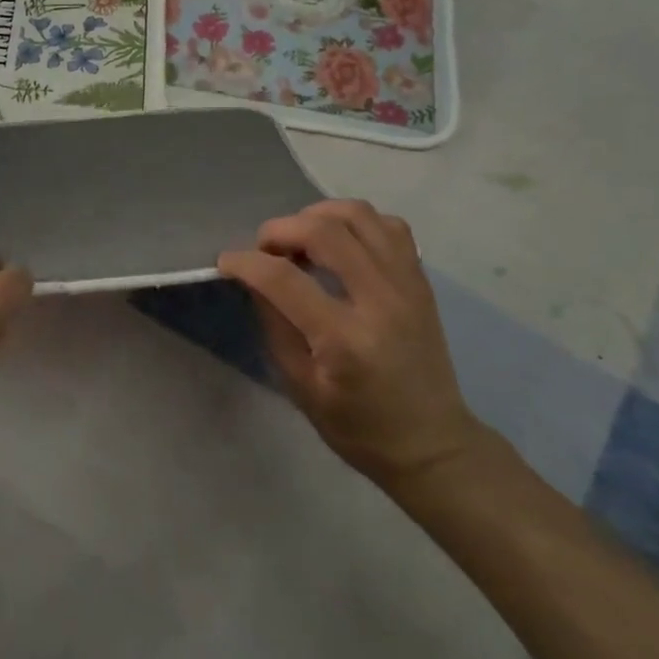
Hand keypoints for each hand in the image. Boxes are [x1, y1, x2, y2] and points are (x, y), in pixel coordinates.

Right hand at [218, 200, 482, 487]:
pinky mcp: (421, 280)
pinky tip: (340, 243)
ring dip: (318, 215)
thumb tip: (253, 279)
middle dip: (280, 229)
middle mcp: (380, 301)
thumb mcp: (301, 387)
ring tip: (300, 239)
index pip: (284, 279)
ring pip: (360, 215)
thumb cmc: (359, 427)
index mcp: (345, 339)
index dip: (245, 262)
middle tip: (264, 249)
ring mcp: (407, 285)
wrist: (431, 443)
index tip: (226, 261)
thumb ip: (275, 325)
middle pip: (324, 232)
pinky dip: (357, 223)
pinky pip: (389, 226)